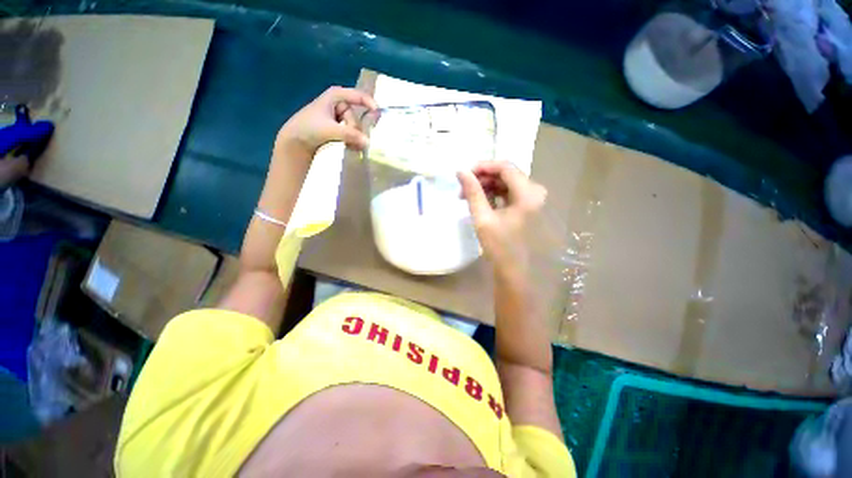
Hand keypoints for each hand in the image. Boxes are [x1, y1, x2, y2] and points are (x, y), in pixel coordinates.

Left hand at [274, 87, 377, 158]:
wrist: (295, 140)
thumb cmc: (309, 128)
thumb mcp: (330, 129)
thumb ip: (350, 134)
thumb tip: (368, 142)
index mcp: (336, 96)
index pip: (358, 96)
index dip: (369, 103)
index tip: (378, 114)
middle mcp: (339, 104)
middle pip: (356, 116)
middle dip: (356, 129)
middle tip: (353, 141)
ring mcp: (338, 116)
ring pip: (354, 127)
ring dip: (354, 137)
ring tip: (351, 147)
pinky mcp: (338, 128)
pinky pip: (351, 132)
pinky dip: (352, 140)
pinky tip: (350, 147)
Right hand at [458, 161, 546, 280]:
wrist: (513, 270)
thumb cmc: (499, 246)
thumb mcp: (482, 218)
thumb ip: (472, 192)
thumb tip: (460, 171)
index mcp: (528, 193)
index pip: (505, 167)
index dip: (483, 166)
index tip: (464, 173)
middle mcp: (535, 192)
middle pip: (507, 174)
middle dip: (483, 178)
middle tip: (463, 188)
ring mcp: (534, 199)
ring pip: (507, 183)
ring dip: (487, 186)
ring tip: (468, 196)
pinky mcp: (529, 206)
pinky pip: (510, 193)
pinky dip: (494, 194)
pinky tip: (481, 202)